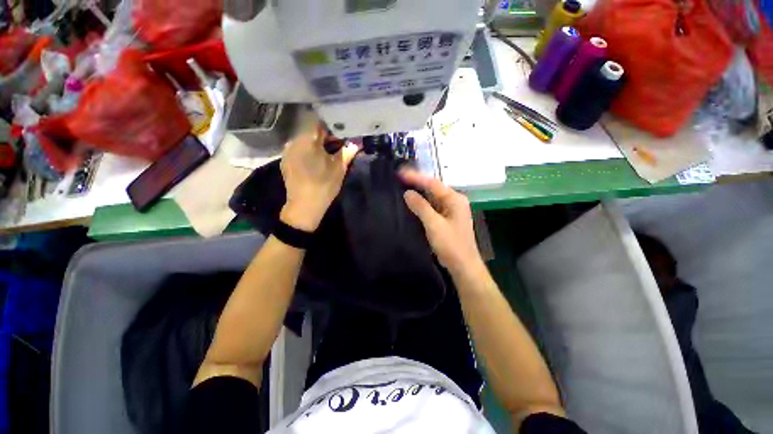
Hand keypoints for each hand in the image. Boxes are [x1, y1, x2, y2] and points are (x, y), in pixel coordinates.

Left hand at [280, 123, 358, 231]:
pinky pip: (298, 150)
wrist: (304, 205)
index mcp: (308, 140)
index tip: (340, 136)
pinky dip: (308, 152)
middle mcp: (294, 141)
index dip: (331, 127)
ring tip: (327, 156)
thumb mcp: (339, 168)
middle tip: (337, 147)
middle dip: (325, 137)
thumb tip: (356, 143)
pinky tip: (315, 163)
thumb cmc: (324, 185)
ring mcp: (287, 151)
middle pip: (311, 132)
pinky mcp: (285, 161)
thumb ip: (347, 152)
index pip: (319, 123)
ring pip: (304, 141)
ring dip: (316, 145)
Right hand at [400, 168, 482, 277]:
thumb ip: (420, 207)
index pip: (432, 183)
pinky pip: (433, 207)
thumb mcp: (434, 224)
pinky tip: (413, 204)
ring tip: (403, 187)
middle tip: (400, 178)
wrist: (463, 265)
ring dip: (419, 194)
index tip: (400, 173)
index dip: (416, 177)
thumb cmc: (450, 244)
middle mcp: (454, 201)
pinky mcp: (447, 219)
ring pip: (433, 198)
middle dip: (417, 183)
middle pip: (433, 188)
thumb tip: (408, 193)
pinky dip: (423, 205)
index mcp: (454, 199)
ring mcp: (452, 210)